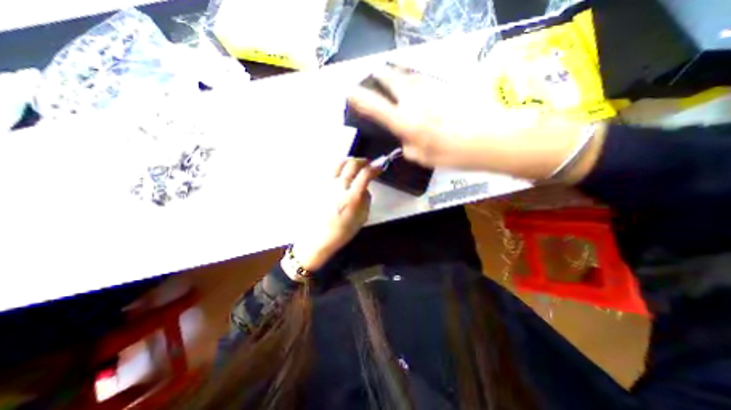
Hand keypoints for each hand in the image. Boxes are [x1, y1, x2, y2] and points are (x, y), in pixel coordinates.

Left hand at [288, 158, 375, 272]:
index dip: (375, 168)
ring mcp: (326, 185)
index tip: (379, 167)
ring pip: (338, 163)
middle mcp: (338, 187)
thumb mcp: (362, 217)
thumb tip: (364, 188)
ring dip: (350, 161)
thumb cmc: (342, 231)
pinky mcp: (318, 186)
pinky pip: (329, 171)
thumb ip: (365, 199)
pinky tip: (341, 173)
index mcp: (351, 197)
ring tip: (354, 165)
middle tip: (368, 164)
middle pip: (351, 164)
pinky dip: (339, 168)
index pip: (365, 174)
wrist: (318, 237)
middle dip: (363, 161)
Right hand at [348, 66, 605, 180]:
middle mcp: (414, 101)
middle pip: (392, 80)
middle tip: (375, 73)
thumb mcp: (421, 157)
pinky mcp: (446, 86)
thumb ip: (407, 146)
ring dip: (398, 72)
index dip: (361, 99)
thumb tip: (405, 140)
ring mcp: (431, 90)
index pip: (376, 107)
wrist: (486, 139)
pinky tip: (418, 81)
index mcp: (405, 121)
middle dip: (381, 75)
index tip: (350, 92)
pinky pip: (426, 79)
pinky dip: (417, 78)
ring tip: (392, 70)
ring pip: (409, 74)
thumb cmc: (451, 153)